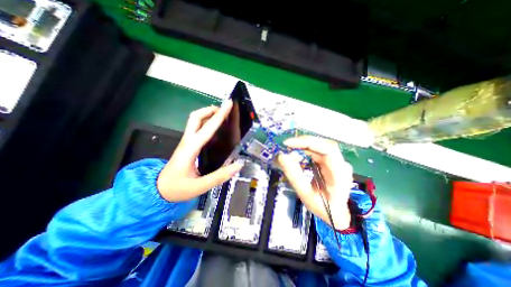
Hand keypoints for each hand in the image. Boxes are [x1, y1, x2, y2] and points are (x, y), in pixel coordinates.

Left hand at [157, 99, 241, 201]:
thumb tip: (239, 164)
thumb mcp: (200, 186)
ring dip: (208, 114)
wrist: (158, 190)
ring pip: (195, 121)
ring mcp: (186, 142)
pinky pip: (197, 128)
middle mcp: (187, 141)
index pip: (207, 128)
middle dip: (210, 110)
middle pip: (195, 117)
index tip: (228, 105)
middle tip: (224, 110)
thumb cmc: (177, 188)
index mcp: (190, 149)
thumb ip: (220, 176)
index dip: (219, 115)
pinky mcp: (188, 144)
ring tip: (222, 117)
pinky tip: (216, 129)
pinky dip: (207, 123)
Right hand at [278, 136, 353, 229]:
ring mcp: (337, 161)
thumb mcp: (306, 195)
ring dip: (302, 147)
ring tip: (289, 154)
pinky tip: (297, 156)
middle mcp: (341, 163)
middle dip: (302, 143)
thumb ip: (294, 176)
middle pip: (322, 144)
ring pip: (319, 146)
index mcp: (340, 173)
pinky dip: (305, 151)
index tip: (289, 144)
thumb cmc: (324, 208)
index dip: (308, 142)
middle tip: (286, 147)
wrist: (338, 214)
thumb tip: (281, 156)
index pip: (327, 149)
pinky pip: (317, 151)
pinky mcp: (331, 161)